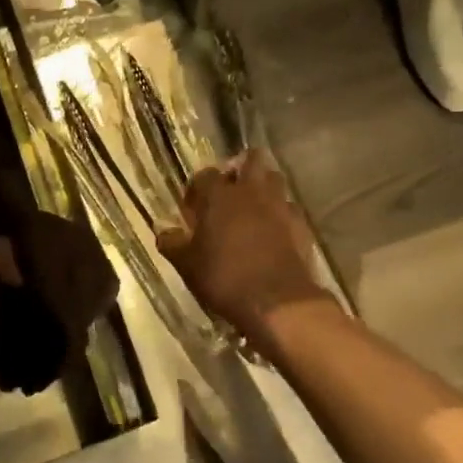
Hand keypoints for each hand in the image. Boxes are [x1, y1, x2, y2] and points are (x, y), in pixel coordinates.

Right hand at [157, 153, 329, 351]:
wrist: (278, 302)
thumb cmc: (225, 278)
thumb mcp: (188, 265)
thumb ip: (172, 243)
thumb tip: (163, 231)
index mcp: (219, 196)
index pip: (205, 175)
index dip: (197, 189)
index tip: (193, 210)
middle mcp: (251, 191)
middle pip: (250, 160)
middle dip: (240, 169)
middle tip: (229, 193)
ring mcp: (279, 205)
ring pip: (274, 179)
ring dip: (263, 187)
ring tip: (253, 209)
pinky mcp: (300, 224)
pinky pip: (289, 207)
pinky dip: (280, 213)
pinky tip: (274, 232)